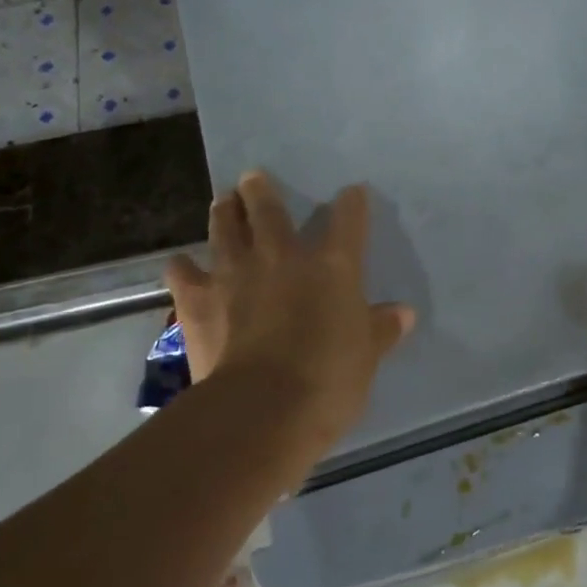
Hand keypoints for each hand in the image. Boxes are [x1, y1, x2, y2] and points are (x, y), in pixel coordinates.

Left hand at [166, 171, 415, 459]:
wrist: (262, 409)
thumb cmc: (328, 380)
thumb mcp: (366, 356)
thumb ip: (381, 329)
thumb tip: (405, 313)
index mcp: (332, 266)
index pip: (348, 219)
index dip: (352, 203)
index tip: (353, 193)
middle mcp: (281, 256)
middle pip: (269, 209)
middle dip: (261, 190)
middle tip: (253, 177)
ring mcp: (235, 273)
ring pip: (225, 227)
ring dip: (224, 211)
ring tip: (224, 201)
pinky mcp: (198, 299)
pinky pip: (183, 272)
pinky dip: (183, 266)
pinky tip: (182, 264)